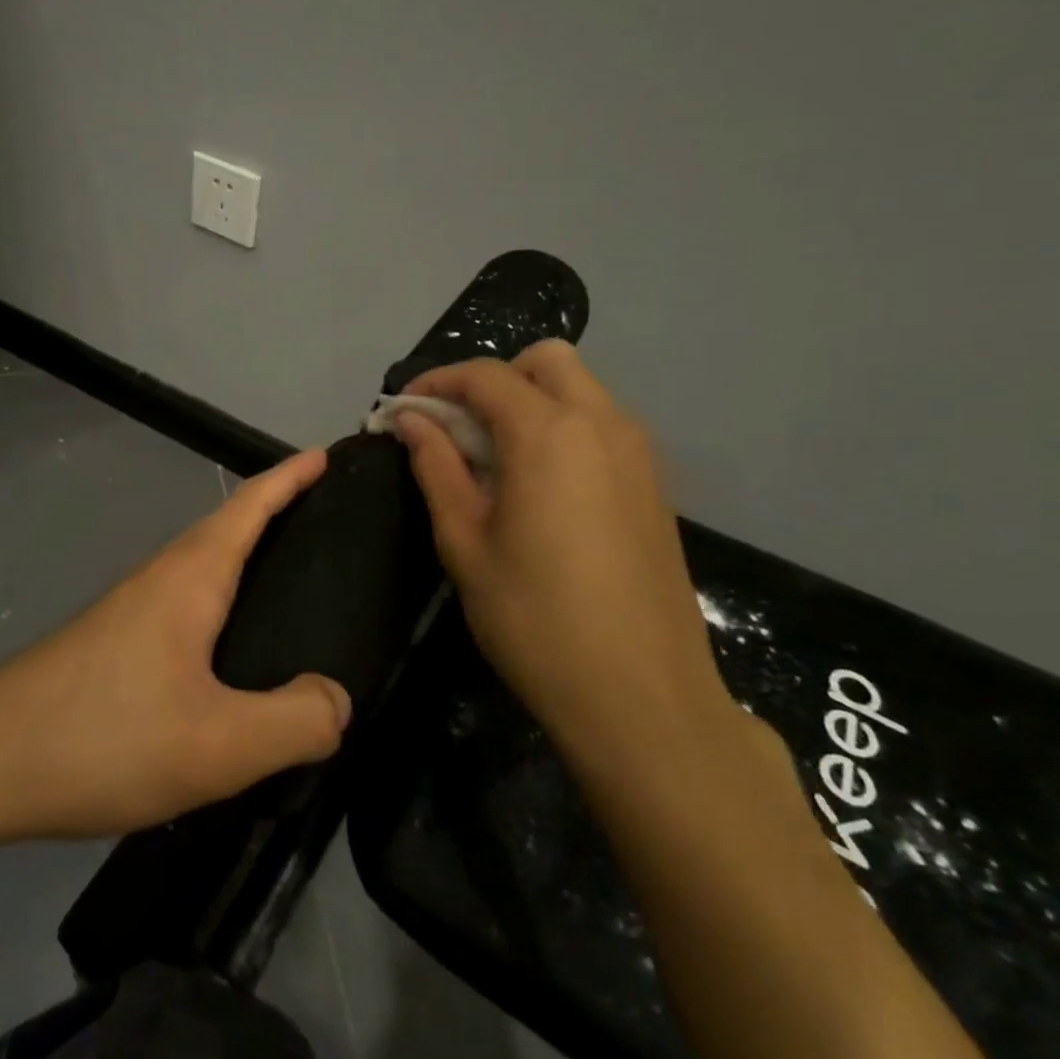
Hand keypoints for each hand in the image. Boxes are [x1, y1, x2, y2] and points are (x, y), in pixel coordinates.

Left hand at [0, 449, 349, 854]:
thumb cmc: (103, 739)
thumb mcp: (217, 745)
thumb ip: (294, 722)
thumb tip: (337, 700)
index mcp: (190, 578)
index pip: (251, 505)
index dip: (292, 476)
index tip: (328, 454)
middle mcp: (158, 579)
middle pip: (228, 528)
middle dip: (278, 511)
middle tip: (331, 523)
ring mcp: (128, 611)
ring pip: (203, 569)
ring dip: (246, 557)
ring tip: (293, 583)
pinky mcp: (111, 646)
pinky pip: (185, 606)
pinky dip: (221, 603)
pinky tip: (231, 653)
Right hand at [392, 341, 740, 768]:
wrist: (642, 696)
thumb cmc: (535, 620)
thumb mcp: (466, 542)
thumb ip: (437, 467)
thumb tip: (411, 420)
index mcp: (549, 434)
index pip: (485, 376)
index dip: (436, 383)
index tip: (404, 411)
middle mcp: (602, 424)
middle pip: (545, 361)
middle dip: (493, 380)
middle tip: (458, 428)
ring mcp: (638, 452)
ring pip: (580, 389)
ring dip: (530, 401)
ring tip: (494, 459)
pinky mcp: (655, 484)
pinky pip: (602, 425)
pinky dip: (563, 427)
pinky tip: (540, 486)